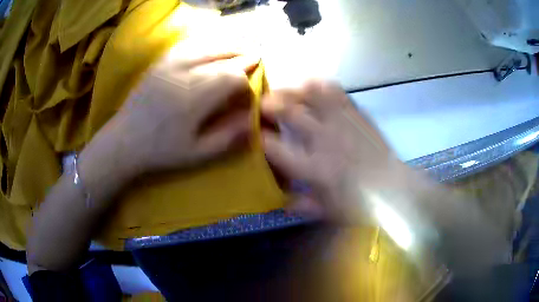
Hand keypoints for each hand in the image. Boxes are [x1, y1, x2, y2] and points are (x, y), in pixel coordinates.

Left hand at [81, 52, 258, 185]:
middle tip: (255, 60)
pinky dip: (204, 43)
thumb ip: (228, 137)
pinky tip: (212, 45)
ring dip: (227, 46)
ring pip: (207, 46)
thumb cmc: (161, 150)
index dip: (246, 83)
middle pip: (222, 57)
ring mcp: (170, 64)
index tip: (249, 93)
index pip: (232, 78)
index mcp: (195, 97)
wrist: (125, 140)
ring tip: (240, 48)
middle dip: (242, 58)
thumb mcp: (197, 154)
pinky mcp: (160, 62)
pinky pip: (187, 45)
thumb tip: (252, 120)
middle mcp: (185, 73)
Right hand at [262, 80, 397, 219]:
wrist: (393, 189)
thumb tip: (281, 202)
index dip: (259, 137)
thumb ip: (301, 205)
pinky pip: (335, 91)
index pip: (275, 148)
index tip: (254, 133)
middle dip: (269, 105)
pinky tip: (312, 86)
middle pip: (290, 112)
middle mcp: (324, 140)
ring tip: (284, 90)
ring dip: (293, 89)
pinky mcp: (356, 114)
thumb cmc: (359, 204)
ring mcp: (342, 123)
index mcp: (312, 168)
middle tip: (261, 104)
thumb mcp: (326, 211)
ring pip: (311, 94)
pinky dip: (320, 85)